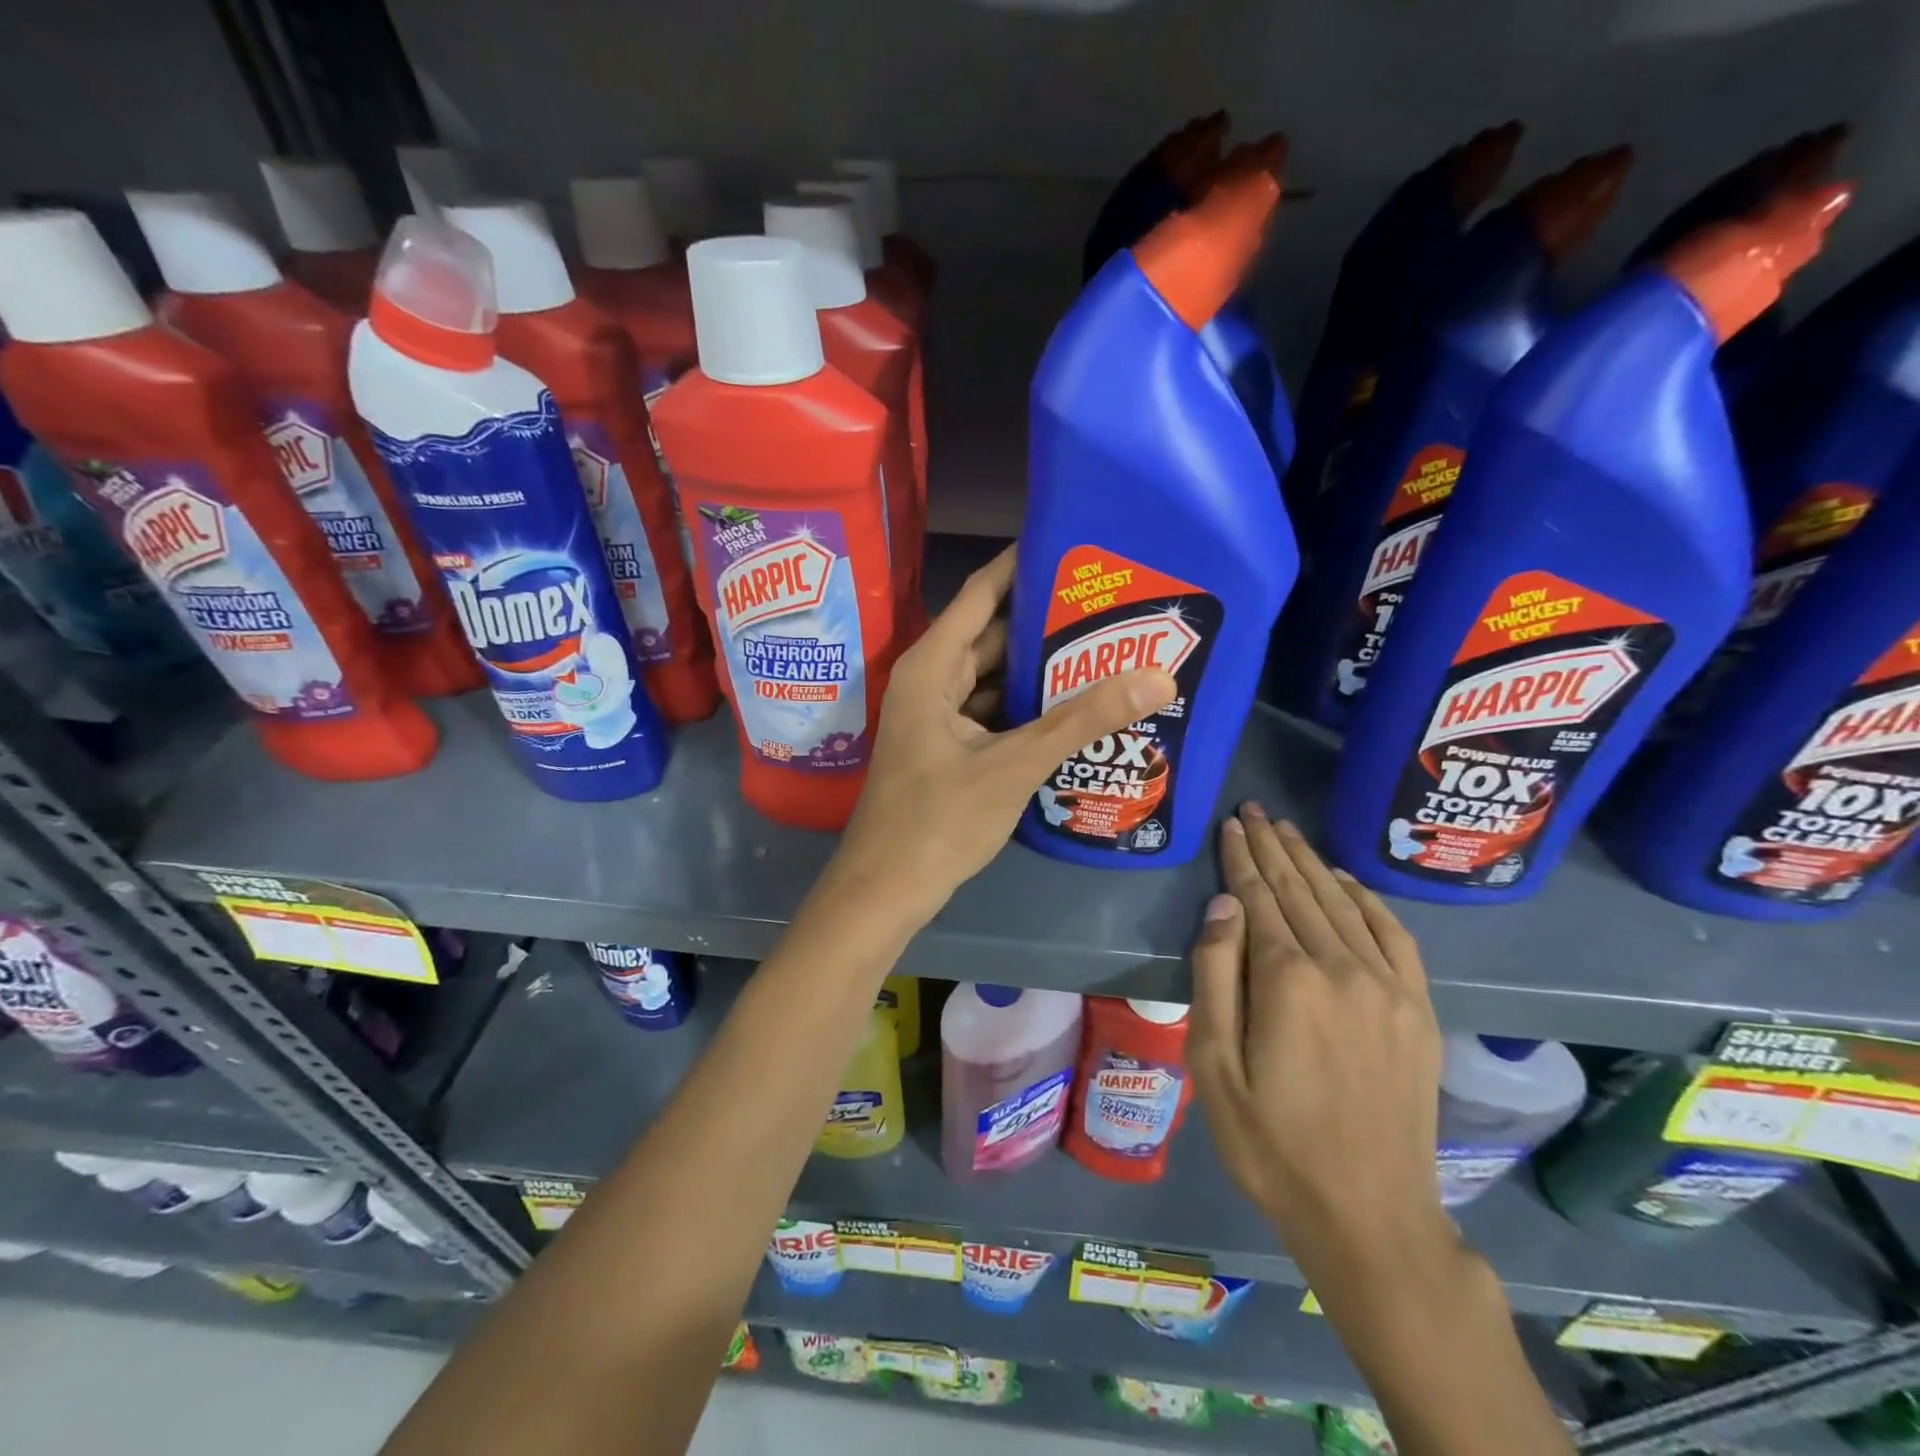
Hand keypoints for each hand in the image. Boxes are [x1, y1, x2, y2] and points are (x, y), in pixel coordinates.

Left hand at [833, 546, 1175, 918]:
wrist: (885, 891)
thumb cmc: (938, 822)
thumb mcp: (1014, 766)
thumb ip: (1081, 720)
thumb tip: (1158, 676)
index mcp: (933, 666)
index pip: (983, 593)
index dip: (1025, 564)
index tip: (1076, 543)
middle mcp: (932, 680)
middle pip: (994, 634)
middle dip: (1048, 620)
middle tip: (1113, 602)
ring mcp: (939, 716)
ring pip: (996, 676)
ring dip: (1042, 667)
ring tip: (1108, 646)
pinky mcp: (950, 747)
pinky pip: (994, 710)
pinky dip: (1029, 706)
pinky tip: (1076, 705)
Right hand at [1189, 804, 1449, 1281]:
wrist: (1369, 1215)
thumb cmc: (1272, 1143)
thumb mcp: (1215, 1066)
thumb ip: (1215, 976)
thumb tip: (1223, 905)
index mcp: (1288, 980)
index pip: (1259, 898)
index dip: (1242, 858)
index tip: (1232, 823)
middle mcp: (1342, 968)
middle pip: (1301, 890)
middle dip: (1274, 847)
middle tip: (1255, 810)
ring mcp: (1388, 987)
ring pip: (1343, 904)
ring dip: (1313, 863)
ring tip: (1289, 832)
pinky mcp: (1417, 1010)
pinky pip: (1393, 935)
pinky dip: (1366, 899)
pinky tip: (1346, 881)